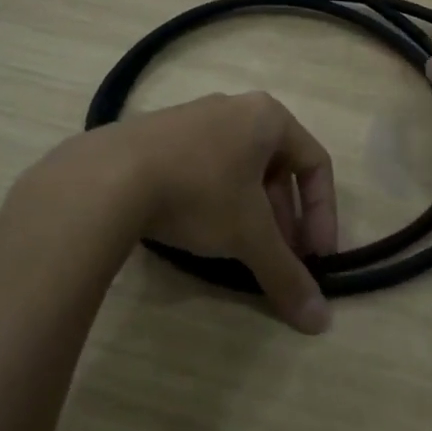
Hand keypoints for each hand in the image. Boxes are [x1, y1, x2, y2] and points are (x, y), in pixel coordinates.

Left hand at [48, 92, 339, 333]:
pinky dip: (216, 200)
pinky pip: (206, 165)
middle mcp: (235, 107)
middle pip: (277, 167)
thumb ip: (286, 274)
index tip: (316, 257)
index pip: (316, 163)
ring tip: (242, 251)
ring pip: (240, 168)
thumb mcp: (248, 236)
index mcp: (267, 117)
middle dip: (285, 218)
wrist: (107, 177)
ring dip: (252, 212)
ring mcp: (194, 117)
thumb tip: (320, 323)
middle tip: (280, 258)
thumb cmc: (199, 192)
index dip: (323, 214)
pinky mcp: (160, 134)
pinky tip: (200, 232)